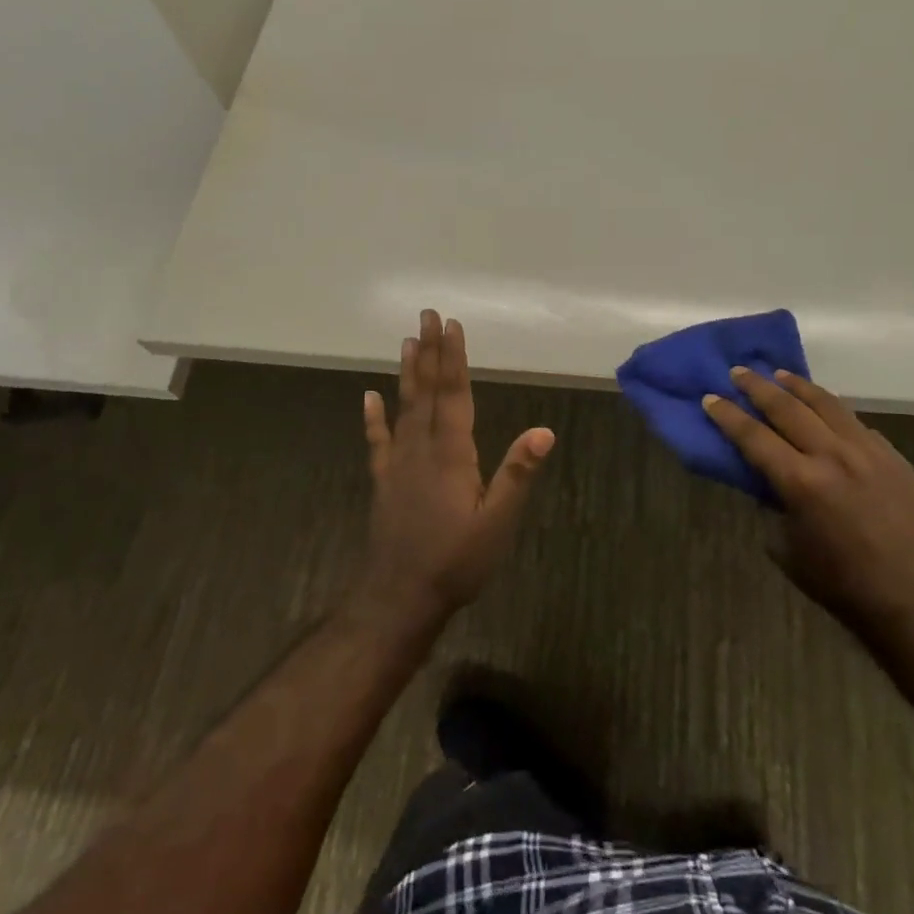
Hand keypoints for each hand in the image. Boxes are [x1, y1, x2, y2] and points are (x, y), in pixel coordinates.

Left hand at [358, 310, 554, 625]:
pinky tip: (369, 396)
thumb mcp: (497, 522)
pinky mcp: (385, 481)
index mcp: (452, 454)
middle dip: (429, 352)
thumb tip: (545, 430)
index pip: (454, 394)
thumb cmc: (456, 561)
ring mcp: (399, 464)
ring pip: (404, 408)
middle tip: (426, 316)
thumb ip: (517, 474)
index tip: (452, 325)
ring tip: (406, 342)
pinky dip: (374, 417)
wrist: (399, 597)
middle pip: (427, 391)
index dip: (454, 358)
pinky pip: (378, 441)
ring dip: (407, 373)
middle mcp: (422, 448)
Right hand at [703, 369, 913, 642]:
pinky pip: (856, 423)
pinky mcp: (893, 457)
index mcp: (801, 483)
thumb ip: (773, 505)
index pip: (753, 436)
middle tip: (738, 372)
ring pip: (826, 404)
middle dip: (757, 387)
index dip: (727, 415)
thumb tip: (767, 480)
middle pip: (787, 408)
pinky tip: (824, 411)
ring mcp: (868, 452)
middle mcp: (833, 456)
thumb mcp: (787, 547)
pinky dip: (833, 411)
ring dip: (797, 386)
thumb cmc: (840, 583)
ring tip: (779, 374)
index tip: (709, 398)